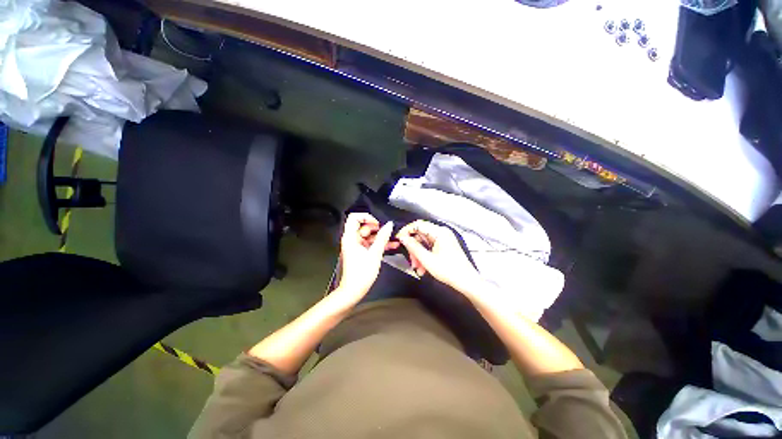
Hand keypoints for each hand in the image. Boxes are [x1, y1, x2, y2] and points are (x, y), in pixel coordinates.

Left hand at [335, 213, 395, 301]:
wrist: (353, 291)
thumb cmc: (361, 273)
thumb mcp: (375, 253)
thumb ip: (382, 237)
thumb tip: (389, 224)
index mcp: (350, 237)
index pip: (354, 218)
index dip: (366, 217)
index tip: (377, 224)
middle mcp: (352, 240)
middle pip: (363, 226)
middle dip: (377, 228)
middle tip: (387, 233)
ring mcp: (356, 246)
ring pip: (369, 236)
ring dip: (381, 237)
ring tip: (394, 239)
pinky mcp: (360, 252)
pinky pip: (370, 244)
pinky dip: (379, 244)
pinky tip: (391, 245)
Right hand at [396, 220, 480, 291]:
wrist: (467, 282)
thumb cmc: (449, 270)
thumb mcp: (427, 259)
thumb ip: (413, 247)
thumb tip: (403, 238)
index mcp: (439, 232)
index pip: (418, 224)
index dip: (406, 231)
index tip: (398, 240)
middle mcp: (442, 232)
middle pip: (420, 235)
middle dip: (414, 248)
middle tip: (411, 261)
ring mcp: (444, 239)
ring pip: (424, 243)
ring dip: (418, 255)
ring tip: (418, 268)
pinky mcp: (445, 246)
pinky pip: (430, 248)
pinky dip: (425, 256)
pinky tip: (423, 268)